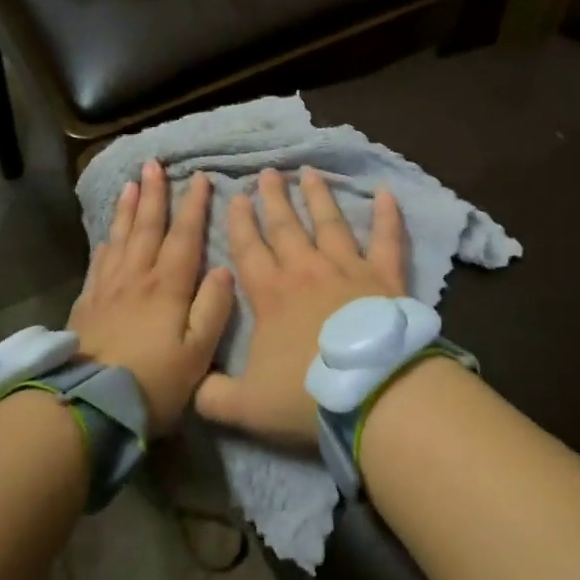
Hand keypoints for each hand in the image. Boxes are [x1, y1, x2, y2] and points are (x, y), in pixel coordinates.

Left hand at [68, 162, 234, 434]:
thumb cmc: (153, 382)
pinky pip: (99, 262)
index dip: (193, 206)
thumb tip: (224, 269)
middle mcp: (137, 278)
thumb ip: (213, 309)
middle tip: (154, 164)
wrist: (88, 405)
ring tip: (130, 184)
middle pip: (147, 227)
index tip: (199, 178)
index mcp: (168, 287)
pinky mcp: (86, 304)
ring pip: (120, 238)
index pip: (184, 236)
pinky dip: (106, 242)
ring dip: (127, 208)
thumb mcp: (197, 353)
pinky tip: (107, 235)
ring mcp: (108, 289)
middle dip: (154, 194)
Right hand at [195, 167, 405, 444]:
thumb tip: (190, 386)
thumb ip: (211, 395)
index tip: (236, 196)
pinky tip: (387, 193)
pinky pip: (387, 239)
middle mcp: (307, 270)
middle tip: (268, 173)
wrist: (372, 393)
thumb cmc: (307, 395)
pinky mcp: (385, 276)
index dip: (240, 223)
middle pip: (286, 227)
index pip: (249, 250)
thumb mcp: (244, 406)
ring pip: (330, 223)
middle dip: (274, 199)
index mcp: (271, 295)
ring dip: (318, 196)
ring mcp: (348, 268)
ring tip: (309, 172)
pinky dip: (388, 215)